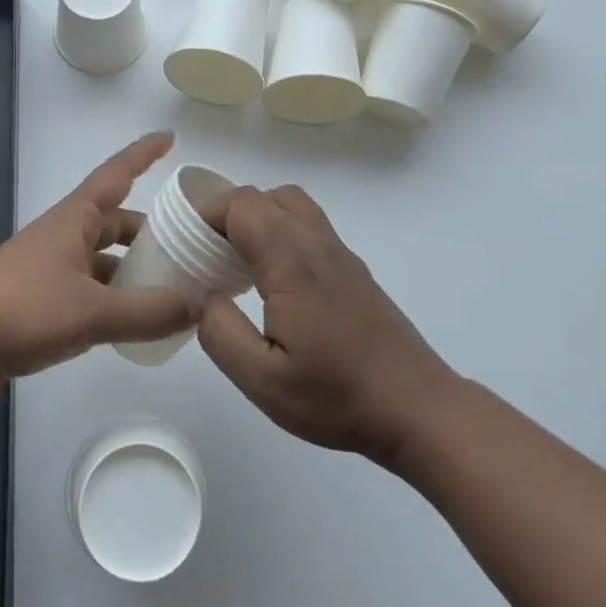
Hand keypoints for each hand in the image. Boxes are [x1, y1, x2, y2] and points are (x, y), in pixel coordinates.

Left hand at [0, 132, 200, 395]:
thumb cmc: (23, 311)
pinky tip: (130, 320)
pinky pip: (87, 287)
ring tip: (168, 288)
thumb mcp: (93, 313)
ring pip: (100, 258)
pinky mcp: (37, 298)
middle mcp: (61, 235)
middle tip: (186, 245)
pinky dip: (112, 297)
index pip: (116, 175)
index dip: (143, 154)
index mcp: (73, 220)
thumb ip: (149, 312)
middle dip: (147, 230)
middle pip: (113, 221)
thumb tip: (200, 308)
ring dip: (131, 268)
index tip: (170, 137)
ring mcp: (47, 267)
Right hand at [195, 184, 454, 466]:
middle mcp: (317, 244)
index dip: (208, 214)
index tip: (188, 245)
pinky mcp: (355, 270)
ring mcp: (341, 254)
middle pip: (266, 196)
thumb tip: (203, 298)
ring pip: (292, 205)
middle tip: (208, 254)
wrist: (418, 409)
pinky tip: (276, 283)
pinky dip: (283, 232)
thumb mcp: (263, 380)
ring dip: (260, 218)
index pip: (242, 204)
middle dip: (229, 214)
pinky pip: (310, 227)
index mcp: (291, 261)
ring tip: (240, 262)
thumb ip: (220, 333)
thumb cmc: (337, 397)